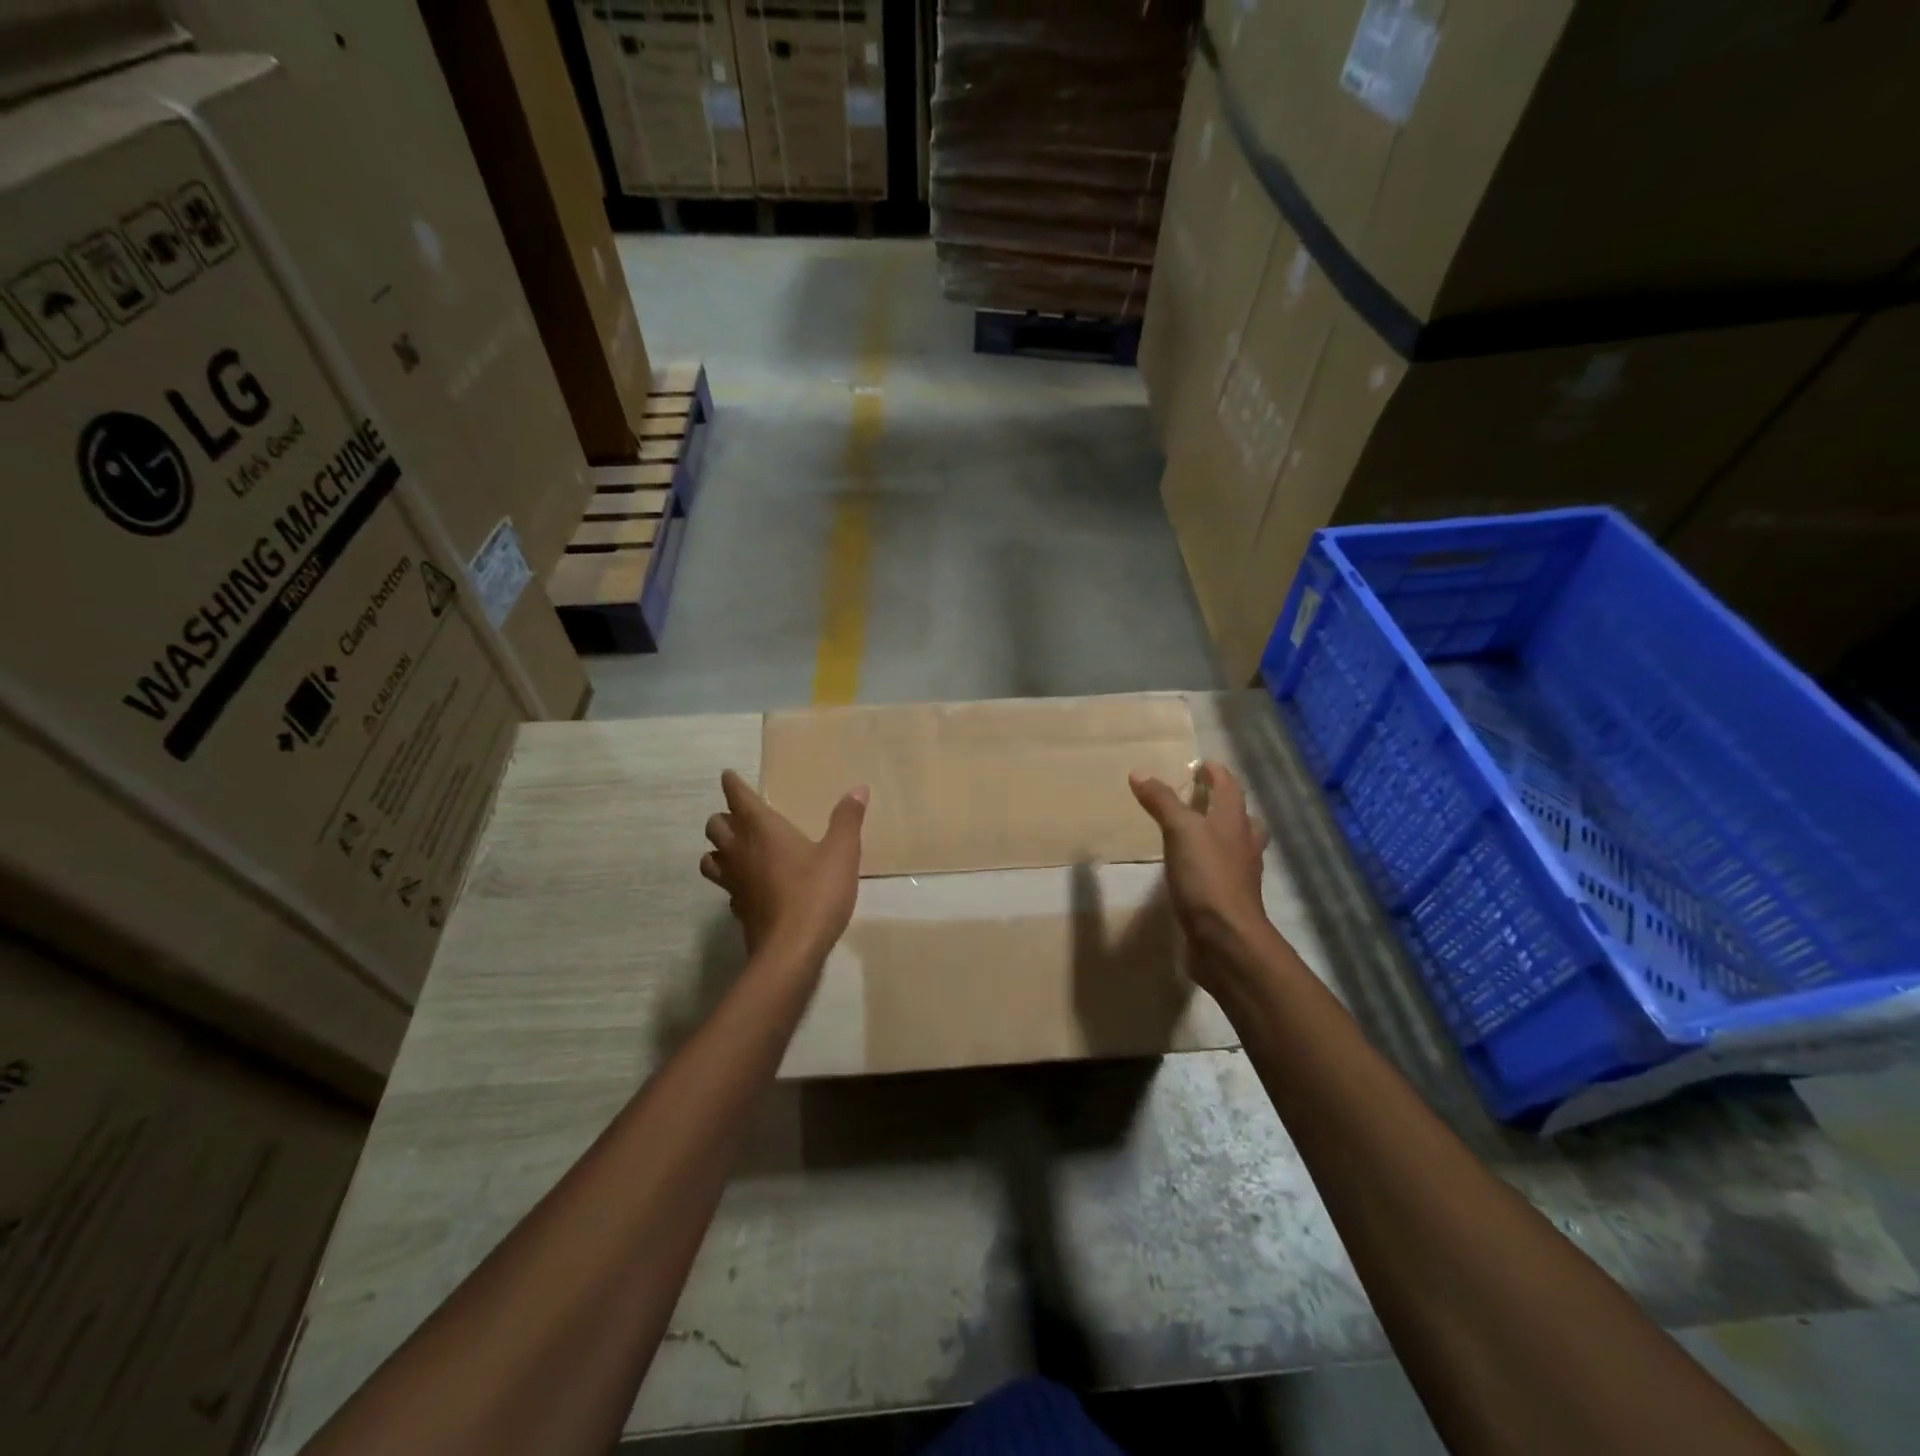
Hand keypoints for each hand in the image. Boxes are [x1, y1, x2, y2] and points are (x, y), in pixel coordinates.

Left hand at [701, 769, 867, 961]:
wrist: (791, 951)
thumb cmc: (816, 893)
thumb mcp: (841, 853)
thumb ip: (847, 820)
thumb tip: (858, 790)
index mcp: (762, 830)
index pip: (738, 799)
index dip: (733, 785)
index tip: (729, 776)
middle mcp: (741, 852)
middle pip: (716, 826)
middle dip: (724, 817)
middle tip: (740, 816)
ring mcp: (734, 883)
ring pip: (710, 858)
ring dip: (719, 849)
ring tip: (736, 849)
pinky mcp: (738, 910)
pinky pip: (726, 888)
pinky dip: (732, 881)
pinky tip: (749, 886)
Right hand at [1129, 761, 1271, 976]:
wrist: (1226, 939)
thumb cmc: (1207, 876)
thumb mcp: (1180, 831)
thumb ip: (1162, 801)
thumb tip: (1140, 772)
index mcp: (1234, 822)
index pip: (1229, 787)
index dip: (1215, 773)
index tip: (1199, 764)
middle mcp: (1243, 844)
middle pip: (1239, 816)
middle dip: (1223, 804)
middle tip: (1200, 797)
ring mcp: (1239, 875)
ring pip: (1234, 845)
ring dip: (1219, 834)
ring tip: (1194, 832)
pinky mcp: (1229, 900)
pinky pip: (1221, 873)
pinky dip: (1209, 864)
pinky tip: (1190, 870)